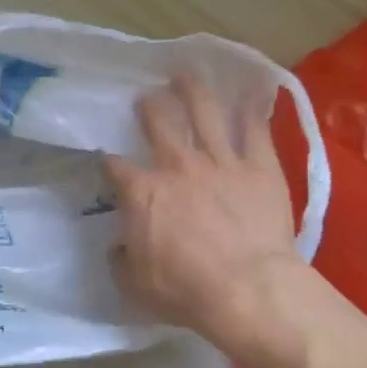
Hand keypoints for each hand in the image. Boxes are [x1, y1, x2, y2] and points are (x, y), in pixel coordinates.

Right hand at [104, 75, 310, 354]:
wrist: (248, 289)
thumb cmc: (185, 290)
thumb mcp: (134, 284)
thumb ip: (122, 258)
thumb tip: (119, 246)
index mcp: (143, 192)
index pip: (116, 166)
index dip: (108, 161)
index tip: (106, 160)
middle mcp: (177, 166)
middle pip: (159, 124)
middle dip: (149, 108)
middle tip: (146, 98)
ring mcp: (221, 162)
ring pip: (204, 114)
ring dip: (193, 92)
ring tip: (185, 76)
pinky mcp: (260, 167)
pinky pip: (255, 132)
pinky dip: (252, 114)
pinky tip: (250, 99)